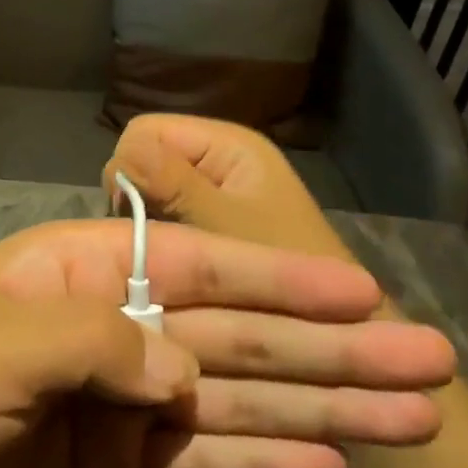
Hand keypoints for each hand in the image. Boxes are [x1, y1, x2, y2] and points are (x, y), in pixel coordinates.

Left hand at [0, 217, 453, 467]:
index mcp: (94, 270)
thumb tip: (185, 375)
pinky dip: (267, 459)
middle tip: (432, 364)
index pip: (204, 267)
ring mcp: (133, 396)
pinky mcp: (129, 461)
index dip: (283, 281)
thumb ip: (96, 344)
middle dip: (335, 348)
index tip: (364, 294)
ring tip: (413, 419)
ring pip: (244, 397)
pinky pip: (210, 458)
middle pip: (244, 335)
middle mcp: (127, 324)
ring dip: (327, 406)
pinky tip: (332, 461)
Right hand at [106, 114, 346, 257]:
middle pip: (146, 159)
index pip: (145, 132)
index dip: (131, 170)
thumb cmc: (289, 278)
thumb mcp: (223, 228)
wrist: (345, 336)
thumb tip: (122, 153)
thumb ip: (172, 183)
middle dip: (139, 198)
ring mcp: (218, 191)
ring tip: (163, 261)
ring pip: (152, 191)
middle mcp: (220, 159)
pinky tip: (171, 269)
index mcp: (227, 144)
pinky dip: (161, 238)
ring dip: (149, 223)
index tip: (138, 220)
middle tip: (154, 245)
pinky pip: (167, 215)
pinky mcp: (216, 222)